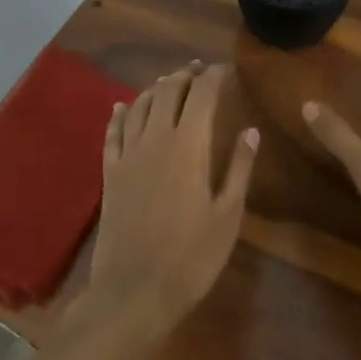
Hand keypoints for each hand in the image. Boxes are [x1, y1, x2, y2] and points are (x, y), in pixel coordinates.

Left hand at [86, 61, 259, 331]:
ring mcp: (128, 155)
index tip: (226, 70)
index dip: (214, 76)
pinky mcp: (110, 174)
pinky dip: (119, 114)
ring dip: (156, 88)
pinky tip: (121, 106)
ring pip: (139, 106)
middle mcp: (155, 139)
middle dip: (185, 75)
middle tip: (199, 69)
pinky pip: (112, 133)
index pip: (202, 94)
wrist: (134, 290)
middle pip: (168, 92)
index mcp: (188, 145)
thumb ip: (238, 168)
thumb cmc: (191, 256)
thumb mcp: (227, 215)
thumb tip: (250, 131)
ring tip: (170, 82)